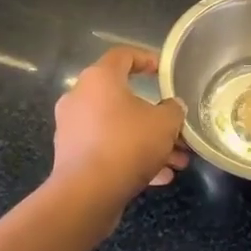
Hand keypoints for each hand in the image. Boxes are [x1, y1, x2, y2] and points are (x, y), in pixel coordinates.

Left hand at [51, 47, 188, 206]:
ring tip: (177, 161)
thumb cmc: (127, 144)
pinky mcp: (72, 156)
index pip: (123, 55)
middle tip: (178, 129)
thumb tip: (173, 107)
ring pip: (119, 128)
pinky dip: (131, 157)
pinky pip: (108, 149)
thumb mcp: (165, 123)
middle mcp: (80, 98)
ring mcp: (73, 128)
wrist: (87, 194)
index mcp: (100, 79)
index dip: (146, 59)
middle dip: (156, 116)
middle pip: (124, 98)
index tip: (164, 72)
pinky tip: (159, 177)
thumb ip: (174, 110)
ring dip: (148, 141)